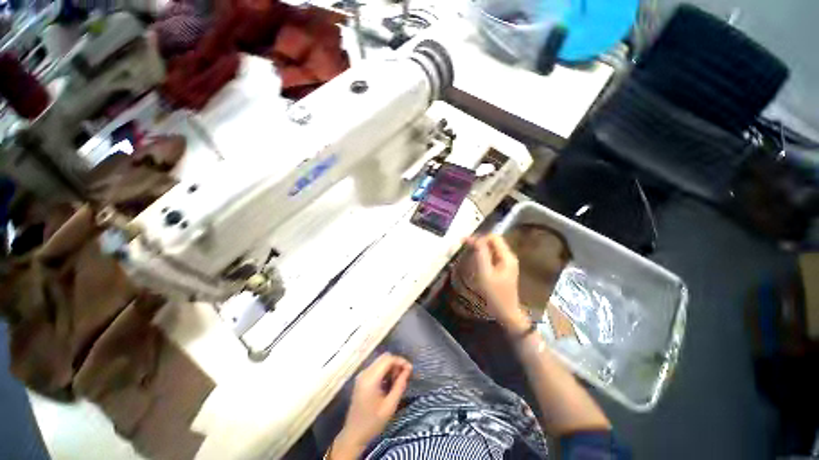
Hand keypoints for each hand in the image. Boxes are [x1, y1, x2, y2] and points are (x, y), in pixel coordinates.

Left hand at [330, 353, 411, 458]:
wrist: (353, 435)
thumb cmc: (372, 423)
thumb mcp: (390, 406)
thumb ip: (399, 386)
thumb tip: (408, 370)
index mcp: (370, 378)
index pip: (388, 359)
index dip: (401, 361)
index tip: (410, 370)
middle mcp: (365, 372)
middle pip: (384, 358)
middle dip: (396, 363)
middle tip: (405, 376)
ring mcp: (362, 375)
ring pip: (380, 361)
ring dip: (391, 367)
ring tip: (398, 381)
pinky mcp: (362, 379)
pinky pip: (376, 368)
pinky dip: (385, 371)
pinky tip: (390, 383)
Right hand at [466, 235, 529, 334]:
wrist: (506, 313)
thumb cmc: (494, 294)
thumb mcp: (484, 273)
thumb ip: (480, 254)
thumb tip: (474, 239)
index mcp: (506, 256)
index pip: (493, 237)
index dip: (478, 237)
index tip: (464, 243)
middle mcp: (509, 257)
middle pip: (492, 241)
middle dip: (478, 242)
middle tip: (464, 248)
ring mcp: (507, 263)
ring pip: (491, 248)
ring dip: (479, 249)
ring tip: (467, 254)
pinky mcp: (503, 269)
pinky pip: (492, 256)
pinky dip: (482, 255)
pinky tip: (475, 261)